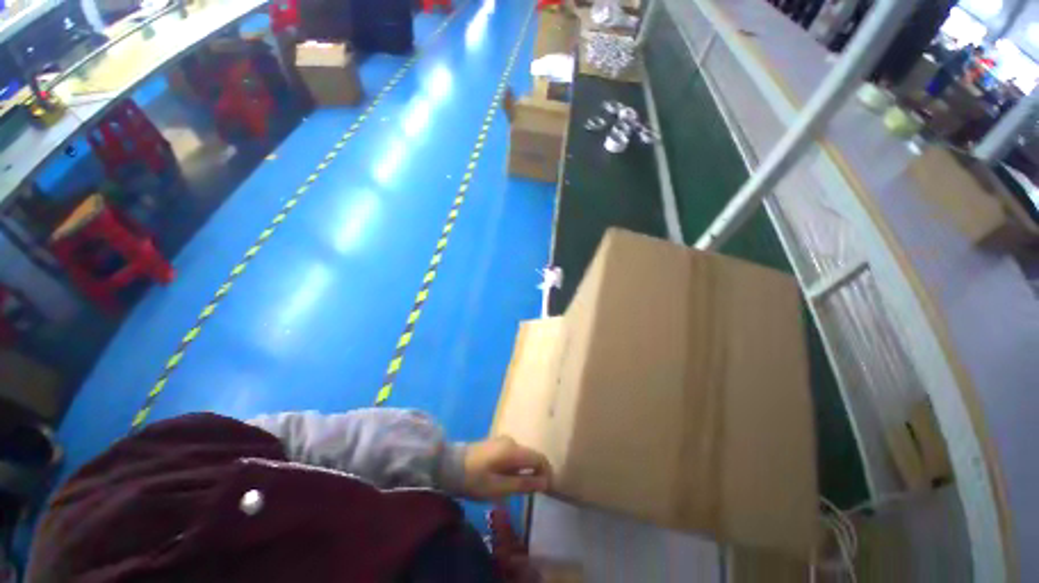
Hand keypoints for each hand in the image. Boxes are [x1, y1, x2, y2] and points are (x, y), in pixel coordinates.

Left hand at [462, 436, 551, 499]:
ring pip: (522, 456)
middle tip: (530, 494)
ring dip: (524, 471)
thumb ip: (523, 484)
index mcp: (513, 450)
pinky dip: (515, 467)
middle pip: (531, 456)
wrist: (448, 465)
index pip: (539, 457)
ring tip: (516, 490)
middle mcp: (511, 441)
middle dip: (535, 473)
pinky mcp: (496, 444)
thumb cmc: (474, 479)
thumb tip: (545, 482)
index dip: (547, 472)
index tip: (546, 490)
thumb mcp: (498, 487)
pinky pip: (513, 455)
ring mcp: (503, 441)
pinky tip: (505, 480)